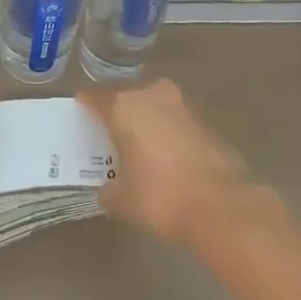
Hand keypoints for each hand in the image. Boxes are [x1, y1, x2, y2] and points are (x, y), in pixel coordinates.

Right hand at [78, 79, 270, 245]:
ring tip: (138, 147)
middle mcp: (152, 95)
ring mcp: (182, 105)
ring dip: (146, 121)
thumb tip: (108, 188)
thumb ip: (109, 189)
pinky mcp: (205, 120)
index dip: (85, 105)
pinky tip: (167, 157)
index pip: (96, 97)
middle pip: (127, 97)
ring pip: (154, 106)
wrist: (221, 204)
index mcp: (125, 106)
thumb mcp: (122, 201)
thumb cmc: (160, 197)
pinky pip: (175, 121)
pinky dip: (167, 133)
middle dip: (118, 113)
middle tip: (109, 134)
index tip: (79, 114)